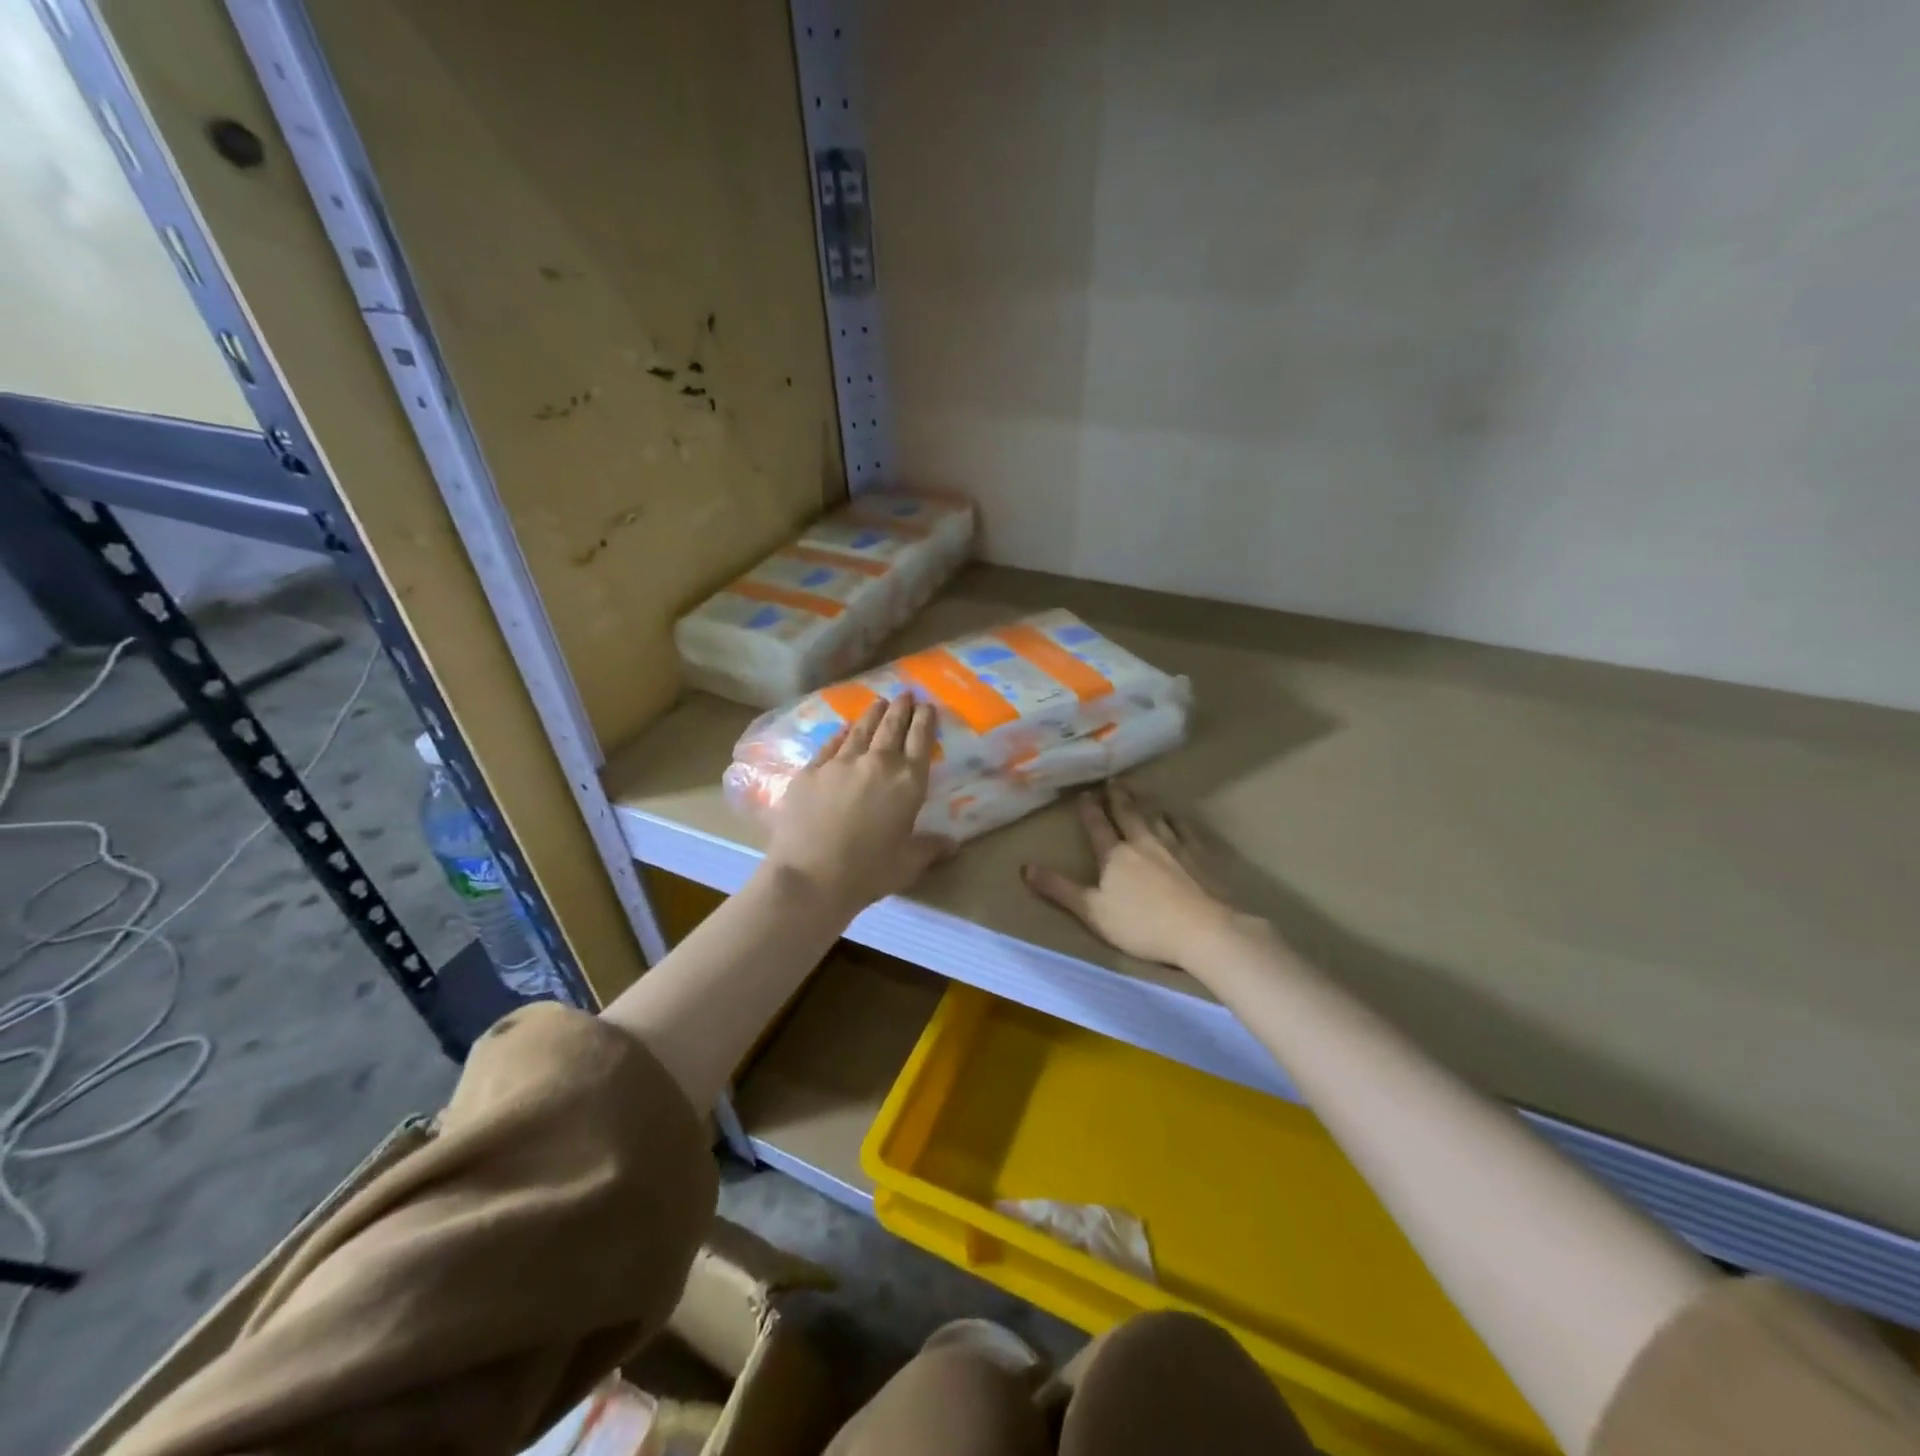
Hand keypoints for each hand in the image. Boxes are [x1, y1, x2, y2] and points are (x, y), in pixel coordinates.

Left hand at [764, 695, 947, 918]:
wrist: (810, 877)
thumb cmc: (868, 873)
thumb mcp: (908, 864)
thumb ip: (930, 848)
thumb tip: (954, 845)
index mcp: (908, 782)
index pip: (921, 740)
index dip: (925, 720)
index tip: (928, 706)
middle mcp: (878, 763)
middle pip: (892, 727)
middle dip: (901, 708)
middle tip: (905, 694)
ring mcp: (841, 763)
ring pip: (861, 729)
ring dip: (873, 714)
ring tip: (879, 702)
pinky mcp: (811, 770)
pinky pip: (831, 744)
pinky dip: (841, 734)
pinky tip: (843, 729)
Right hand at [1023, 781, 1238, 967]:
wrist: (1202, 929)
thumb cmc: (1141, 925)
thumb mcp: (1091, 911)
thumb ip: (1059, 889)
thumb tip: (1024, 867)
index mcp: (1114, 855)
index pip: (1098, 826)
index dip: (1089, 810)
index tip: (1084, 793)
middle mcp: (1142, 842)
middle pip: (1127, 814)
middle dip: (1117, 797)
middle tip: (1112, 780)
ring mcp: (1174, 846)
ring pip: (1155, 816)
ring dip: (1144, 802)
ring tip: (1138, 790)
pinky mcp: (1199, 855)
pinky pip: (1185, 829)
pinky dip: (1176, 819)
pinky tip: (1175, 816)